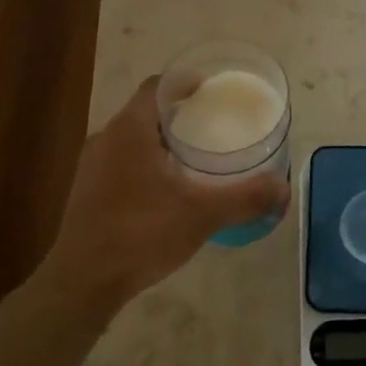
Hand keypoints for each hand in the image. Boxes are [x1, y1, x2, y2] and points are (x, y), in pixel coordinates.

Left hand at [39, 76, 288, 304]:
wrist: (82, 283)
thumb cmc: (140, 234)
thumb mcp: (202, 215)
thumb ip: (245, 198)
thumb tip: (283, 188)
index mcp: (129, 130)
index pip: (158, 86)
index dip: (185, 83)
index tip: (213, 91)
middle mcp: (106, 139)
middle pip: (146, 112)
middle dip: (180, 114)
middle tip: (214, 125)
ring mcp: (92, 167)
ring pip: (133, 140)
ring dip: (162, 142)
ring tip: (196, 157)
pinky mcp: (88, 193)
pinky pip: (123, 164)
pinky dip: (148, 165)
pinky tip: (169, 191)